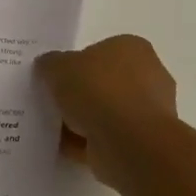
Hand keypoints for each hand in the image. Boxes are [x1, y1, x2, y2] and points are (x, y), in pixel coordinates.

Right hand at [35, 35, 177, 181]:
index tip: (55, 78)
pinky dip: (85, 143)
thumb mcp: (59, 67)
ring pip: (105, 113)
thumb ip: (50, 64)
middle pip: (103, 83)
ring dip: (81, 121)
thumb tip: (48, 66)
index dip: (75, 64)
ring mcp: (146, 112)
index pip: (100, 51)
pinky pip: (105, 138)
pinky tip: (62, 147)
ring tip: (52, 128)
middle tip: (51, 102)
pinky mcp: (141, 143)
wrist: (130, 142)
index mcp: (131, 48)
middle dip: (79, 94)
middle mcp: (146, 75)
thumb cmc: (98, 90)